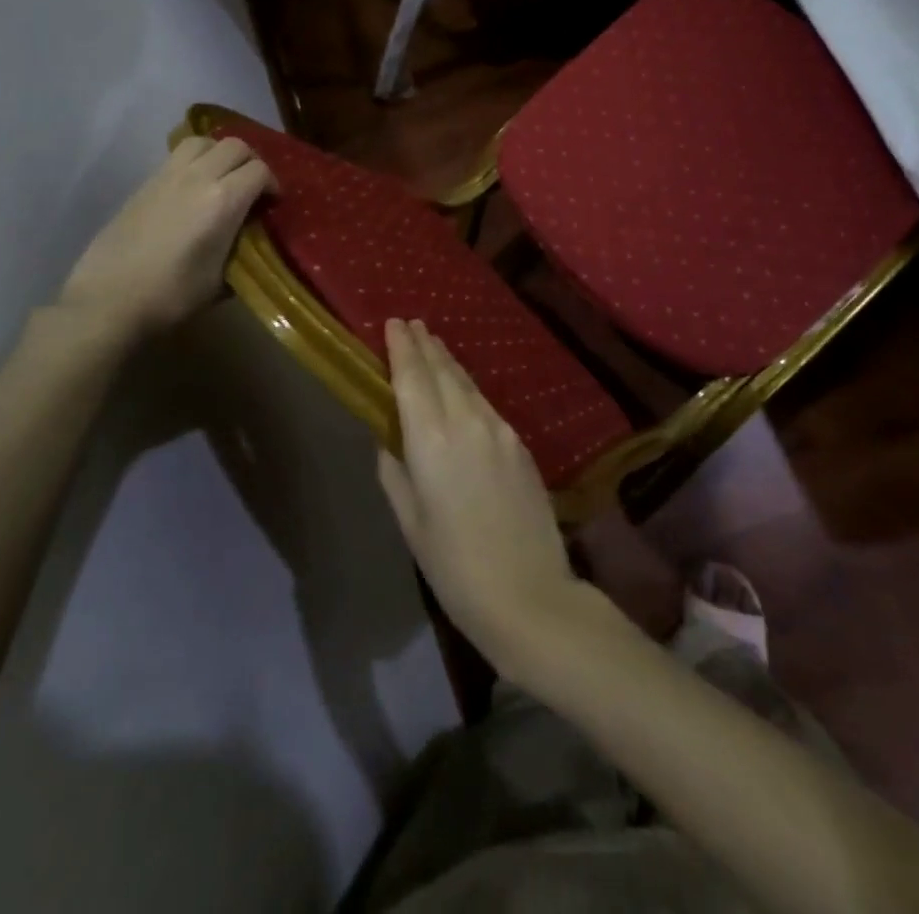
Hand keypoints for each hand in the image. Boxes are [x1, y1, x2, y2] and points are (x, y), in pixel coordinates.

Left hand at [59, 135, 274, 338]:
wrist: (109, 299)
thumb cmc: (172, 296)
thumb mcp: (222, 280)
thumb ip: (241, 249)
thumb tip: (248, 238)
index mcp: (223, 200)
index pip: (260, 170)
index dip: (272, 184)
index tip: (272, 205)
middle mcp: (197, 177)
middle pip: (235, 146)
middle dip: (251, 163)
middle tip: (252, 189)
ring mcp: (167, 175)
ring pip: (203, 141)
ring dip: (219, 154)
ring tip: (222, 179)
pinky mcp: (145, 183)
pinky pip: (177, 156)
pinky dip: (194, 161)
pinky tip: (192, 190)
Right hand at [376, 320, 599, 676]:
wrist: (529, 595)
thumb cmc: (455, 567)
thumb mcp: (411, 523)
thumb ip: (395, 473)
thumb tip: (389, 441)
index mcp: (430, 440)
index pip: (412, 378)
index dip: (401, 348)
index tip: (393, 322)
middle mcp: (466, 422)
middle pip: (442, 371)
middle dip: (425, 345)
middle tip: (411, 324)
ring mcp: (499, 430)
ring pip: (467, 383)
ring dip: (448, 361)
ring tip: (434, 344)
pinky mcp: (520, 444)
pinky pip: (486, 403)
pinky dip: (468, 387)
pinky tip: (462, 389)